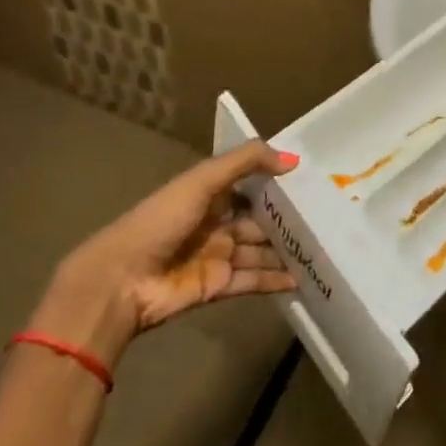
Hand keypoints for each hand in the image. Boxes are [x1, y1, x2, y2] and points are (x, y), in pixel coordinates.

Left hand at [28, 142, 297, 365]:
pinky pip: (252, 280)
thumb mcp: (202, 180)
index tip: (310, 180)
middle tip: (325, 217)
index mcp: (208, 193)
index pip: (249, 184)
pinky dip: (275, 279)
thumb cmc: (160, 221)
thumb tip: (292, 159)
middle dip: (286, 219)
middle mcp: (215, 222)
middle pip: (258, 219)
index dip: (276, 182)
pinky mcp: (218, 286)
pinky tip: (300, 278)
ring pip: (259, 250)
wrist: (120, 281)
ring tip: (320, 248)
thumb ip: (246, 162)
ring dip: (285, 250)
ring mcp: (217, 255)